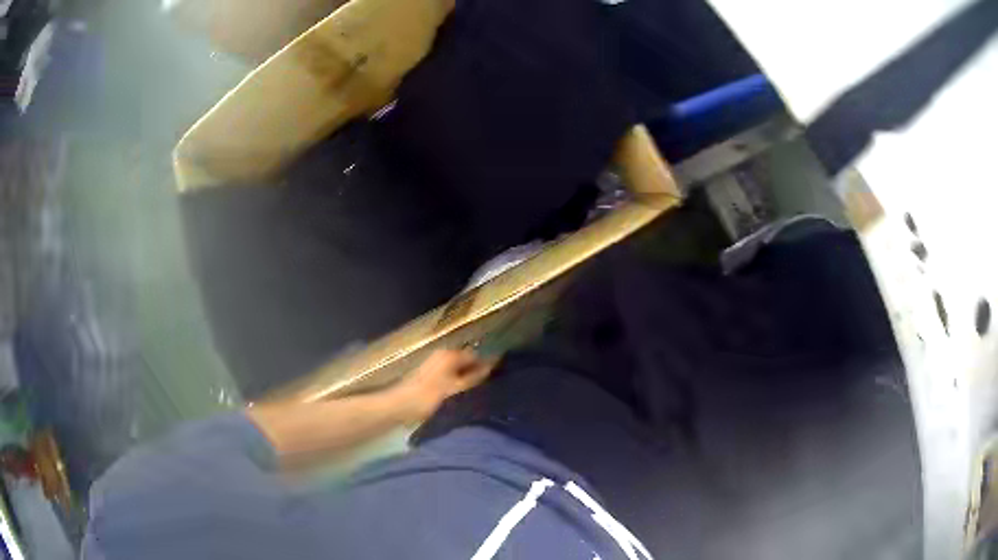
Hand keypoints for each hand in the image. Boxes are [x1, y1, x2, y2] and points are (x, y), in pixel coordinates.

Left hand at [389, 349, 495, 424]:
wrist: (399, 406)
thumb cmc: (428, 396)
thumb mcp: (455, 388)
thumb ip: (474, 376)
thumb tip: (491, 365)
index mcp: (449, 354)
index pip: (475, 355)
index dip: (486, 366)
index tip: (497, 379)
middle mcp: (442, 355)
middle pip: (466, 361)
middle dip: (476, 372)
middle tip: (488, 389)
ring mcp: (434, 365)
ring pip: (458, 370)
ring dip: (467, 379)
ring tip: (476, 394)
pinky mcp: (430, 376)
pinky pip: (450, 376)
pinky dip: (457, 384)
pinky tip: (461, 396)